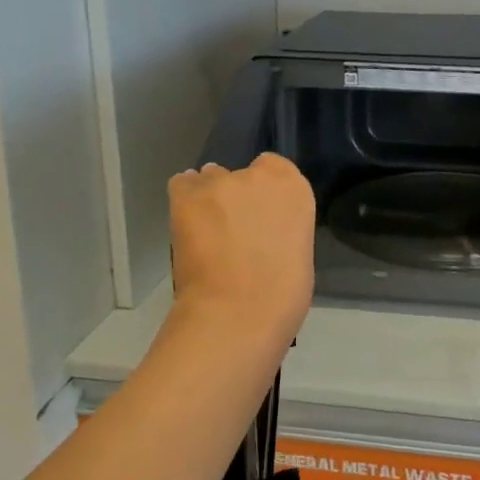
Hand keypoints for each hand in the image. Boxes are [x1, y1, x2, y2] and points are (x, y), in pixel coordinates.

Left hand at [168, 152, 315, 351]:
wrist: (239, 312)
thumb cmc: (281, 294)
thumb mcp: (297, 249)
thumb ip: (279, 227)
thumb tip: (260, 231)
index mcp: (294, 188)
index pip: (274, 168)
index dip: (263, 191)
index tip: (260, 215)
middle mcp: (257, 176)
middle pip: (240, 175)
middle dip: (236, 197)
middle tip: (233, 231)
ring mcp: (219, 182)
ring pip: (209, 180)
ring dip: (209, 199)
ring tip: (205, 231)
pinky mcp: (187, 196)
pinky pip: (182, 185)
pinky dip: (183, 201)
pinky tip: (186, 224)